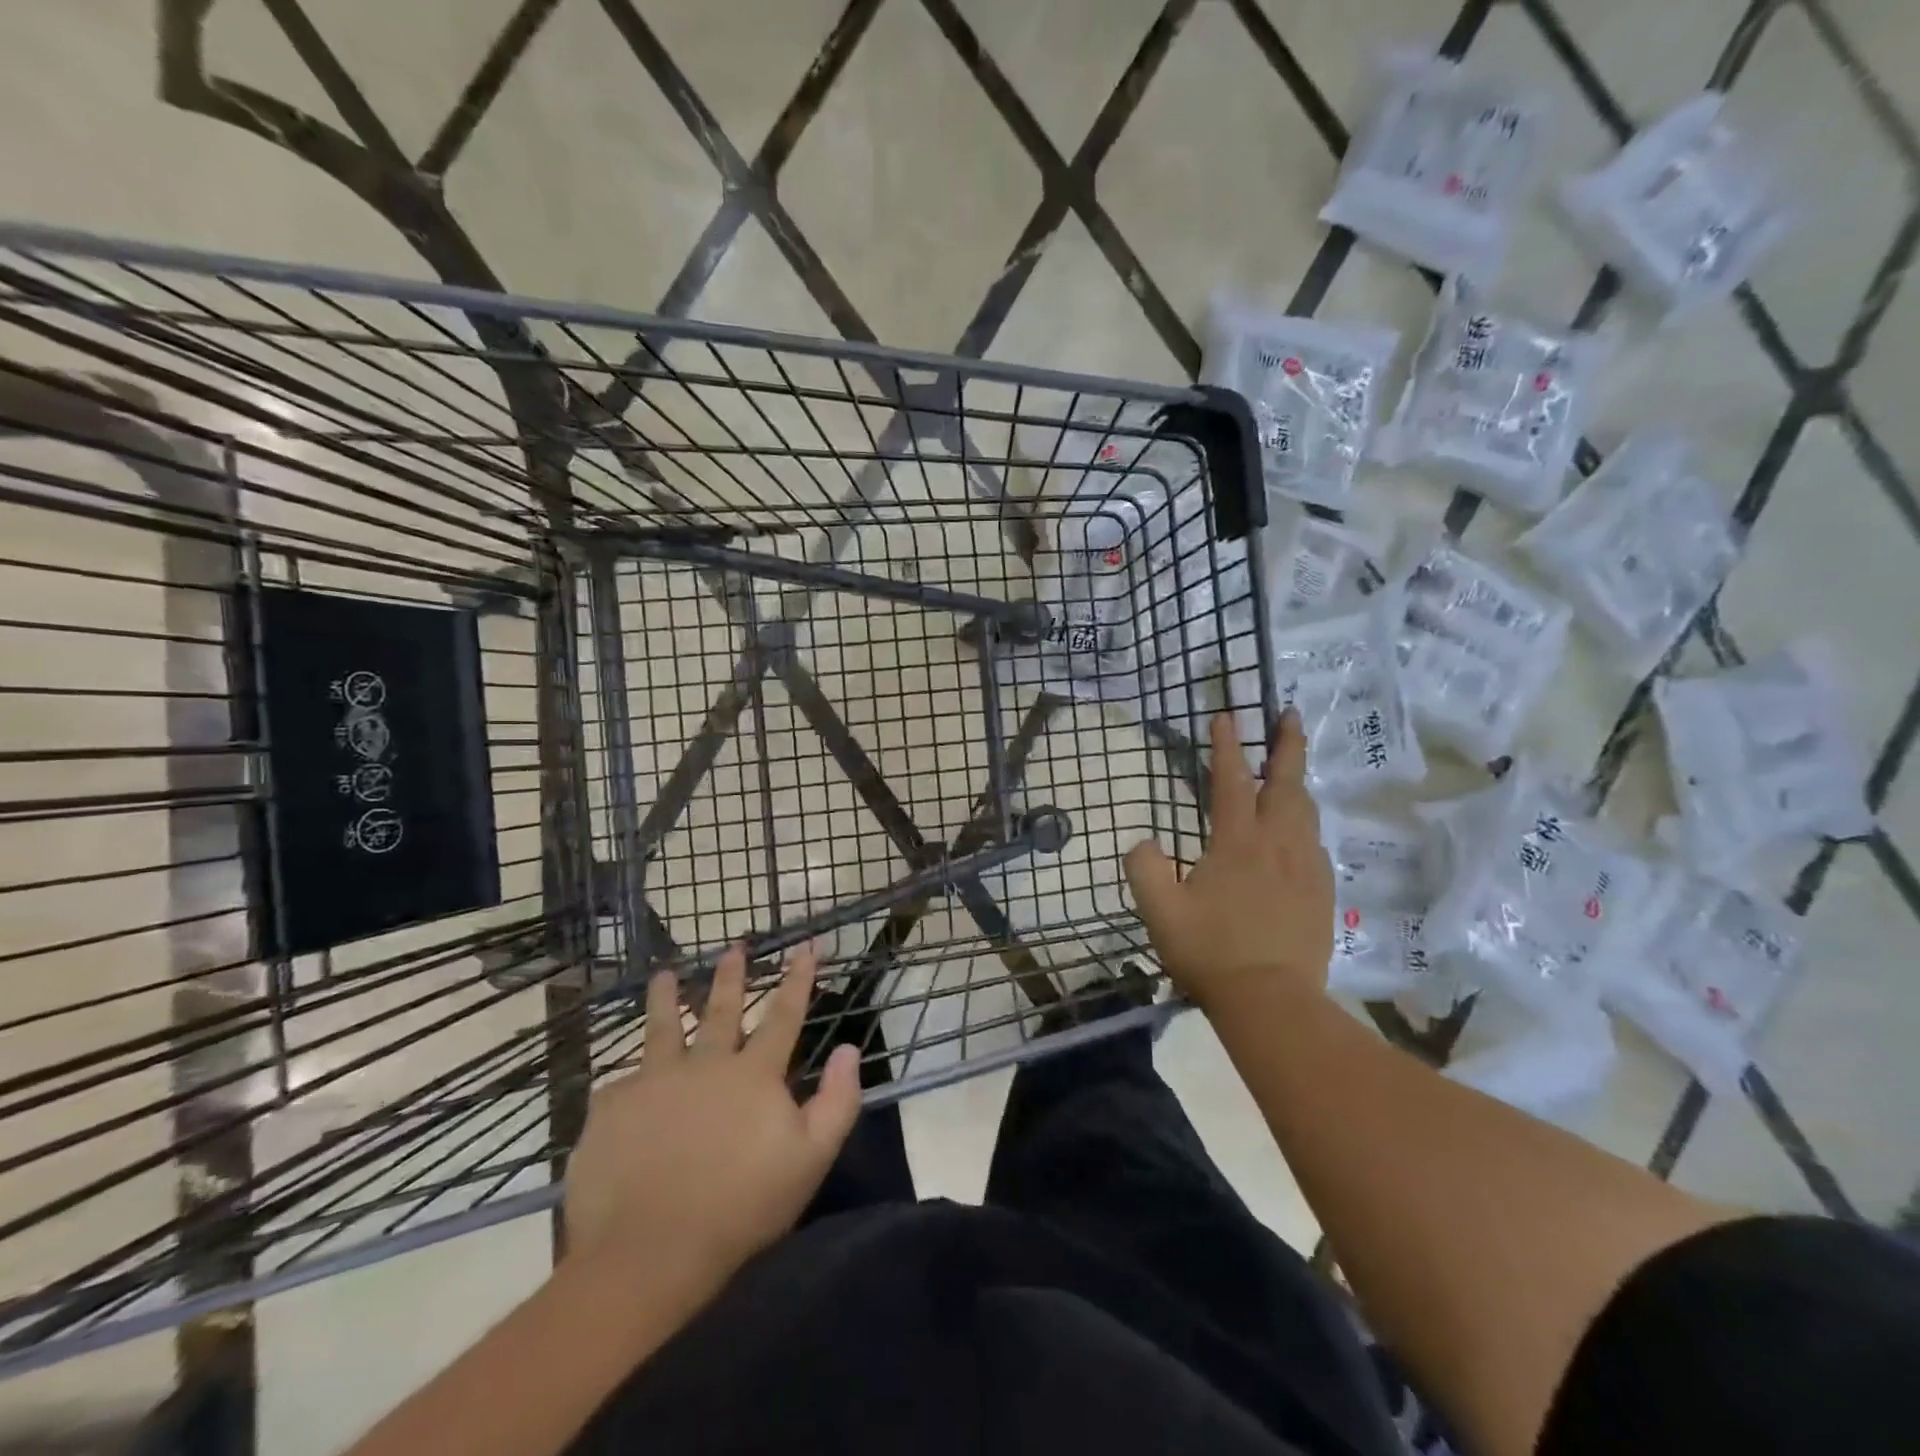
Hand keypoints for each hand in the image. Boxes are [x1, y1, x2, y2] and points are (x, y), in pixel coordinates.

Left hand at [562, 945, 861, 1301]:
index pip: (784, 1015)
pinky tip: (620, 1078)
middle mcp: (704, 1064)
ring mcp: (653, 1082)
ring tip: (665, 975)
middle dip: (732, 975)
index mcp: (753, 1075)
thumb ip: (837, 1101)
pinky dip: (626, 1076)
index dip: (798, 978)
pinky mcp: (611, 1108)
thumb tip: (849, 1050)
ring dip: (667, 999)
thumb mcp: (811, 1159)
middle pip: (722, 1010)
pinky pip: (619, 1082)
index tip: (805, 944)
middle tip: (734, 945)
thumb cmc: (742, 1208)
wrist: (648, 1254)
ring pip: (662, 1029)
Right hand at [1124, 710, 1333, 1011]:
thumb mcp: (1159, 911)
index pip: (1231, 781)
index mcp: (1237, 843)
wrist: (1272, 1002)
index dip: (1227, 745)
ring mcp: (1306, 868)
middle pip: (1286, 783)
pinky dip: (1306, 826)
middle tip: (1290, 715)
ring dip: (1298, 782)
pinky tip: (1300, 835)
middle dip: (1286, 745)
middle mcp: (1277, 845)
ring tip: (1291, 769)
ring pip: (1306, 812)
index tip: (1225, 715)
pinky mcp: (1322, 893)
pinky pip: (1315, 846)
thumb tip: (1144, 843)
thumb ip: (1143, 869)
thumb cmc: (1211, 952)